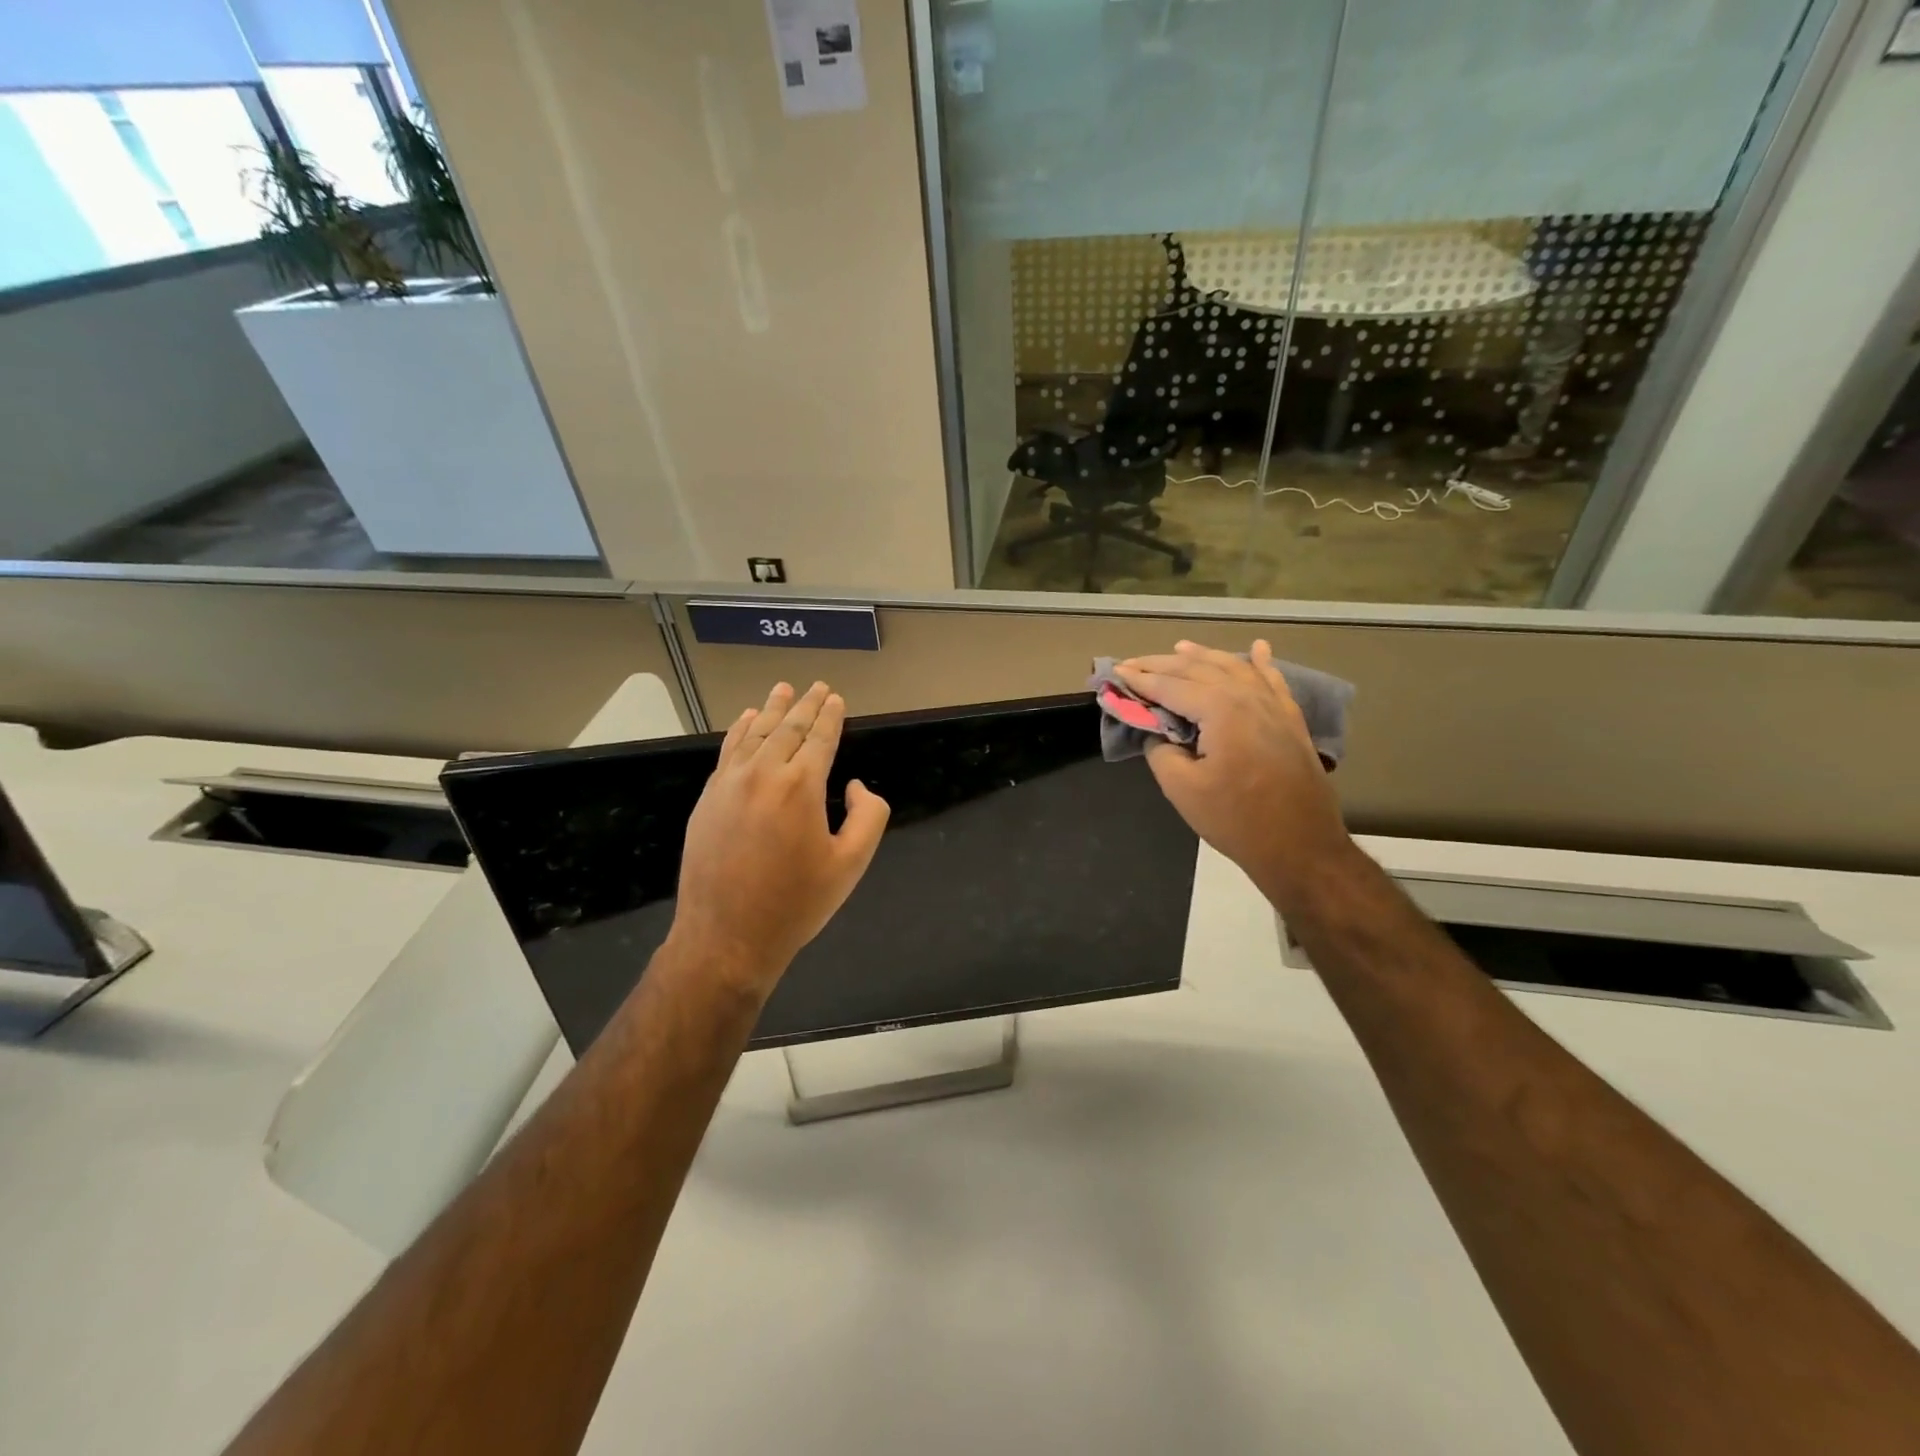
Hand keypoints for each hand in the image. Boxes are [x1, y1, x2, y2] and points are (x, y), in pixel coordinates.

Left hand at [671, 681, 889, 998]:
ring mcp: (729, 784)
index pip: (820, 738)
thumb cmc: (796, 903)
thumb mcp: (851, 864)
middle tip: (817, 686)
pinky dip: (740, 731)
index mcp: (801, 786)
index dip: (831, 716)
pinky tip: (746, 720)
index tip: (836, 698)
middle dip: (806, 705)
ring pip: (754, 734)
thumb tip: (852, 784)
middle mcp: (763, 774)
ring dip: (772, 710)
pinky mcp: (708, 799)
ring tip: (783, 690)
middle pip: (788, 728)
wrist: (726, 937)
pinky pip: (728, 752)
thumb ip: (868, 815)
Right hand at [1115, 640, 1353, 900]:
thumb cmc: (1236, 819)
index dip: (1140, 679)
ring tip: (1180, 648)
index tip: (1115, 672)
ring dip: (1204, 656)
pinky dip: (1260, 664)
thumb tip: (1156, 733)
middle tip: (1134, 662)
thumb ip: (1161, 751)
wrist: (1301, 847)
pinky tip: (1257, 649)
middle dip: (1163, 664)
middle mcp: (1248, 697)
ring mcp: (1274, 707)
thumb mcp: (1182, 788)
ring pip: (1235, 668)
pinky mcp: (1290, 721)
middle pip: (1200, 670)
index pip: (1171, 686)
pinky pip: (1272, 681)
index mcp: (1221, 709)